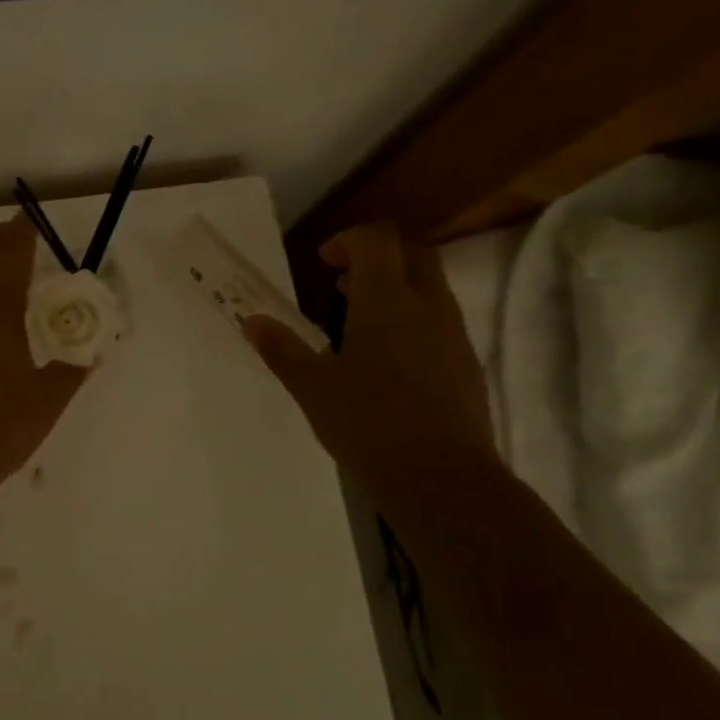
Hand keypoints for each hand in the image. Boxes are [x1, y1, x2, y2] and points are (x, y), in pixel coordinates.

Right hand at [243, 223, 493, 502]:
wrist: (443, 480)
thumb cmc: (369, 423)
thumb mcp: (312, 387)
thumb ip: (282, 349)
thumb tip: (252, 322)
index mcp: (386, 301)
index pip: (378, 239)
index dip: (349, 240)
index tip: (324, 263)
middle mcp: (427, 307)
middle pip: (413, 253)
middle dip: (378, 257)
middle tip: (344, 283)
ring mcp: (454, 336)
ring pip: (431, 289)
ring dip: (397, 290)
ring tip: (360, 325)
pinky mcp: (467, 367)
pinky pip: (440, 323)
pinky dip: (414, 322)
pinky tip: (389, 364)